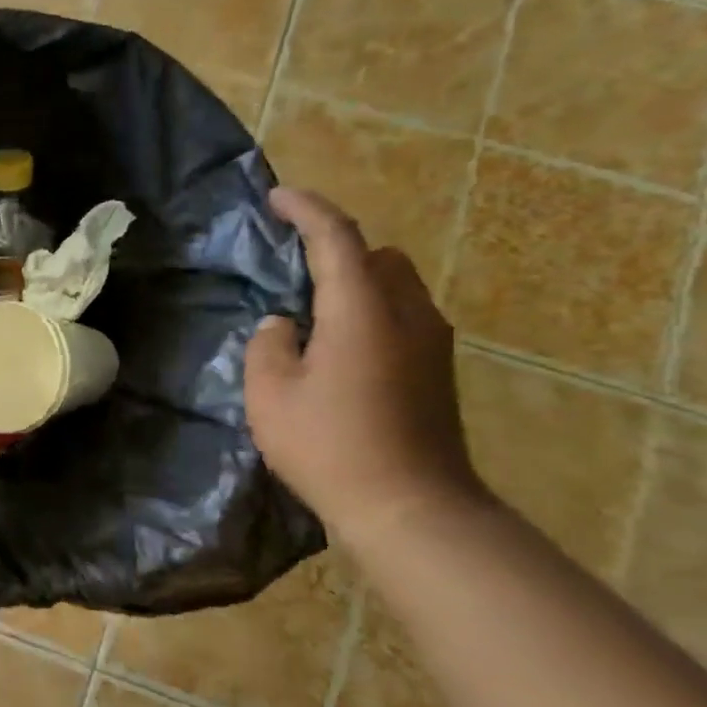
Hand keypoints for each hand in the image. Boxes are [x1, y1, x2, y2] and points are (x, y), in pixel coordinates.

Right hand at [245, 187, 484, 544]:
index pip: (337, 239)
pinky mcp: (437, 372)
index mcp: (363, 311)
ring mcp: (431, 344)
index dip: (306, 210)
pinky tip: (338, 350)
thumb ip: (268, 345)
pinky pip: (403, 317)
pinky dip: (370, 312)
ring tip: (312, 313)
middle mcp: (409, 314)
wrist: (411, 508)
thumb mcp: (270, 395)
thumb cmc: (329, 446)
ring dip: (357, 283)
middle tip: (293, 267)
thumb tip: (283, 324)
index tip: (277, 197)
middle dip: (338, 248)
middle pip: (379, 256)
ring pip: (397, 287)